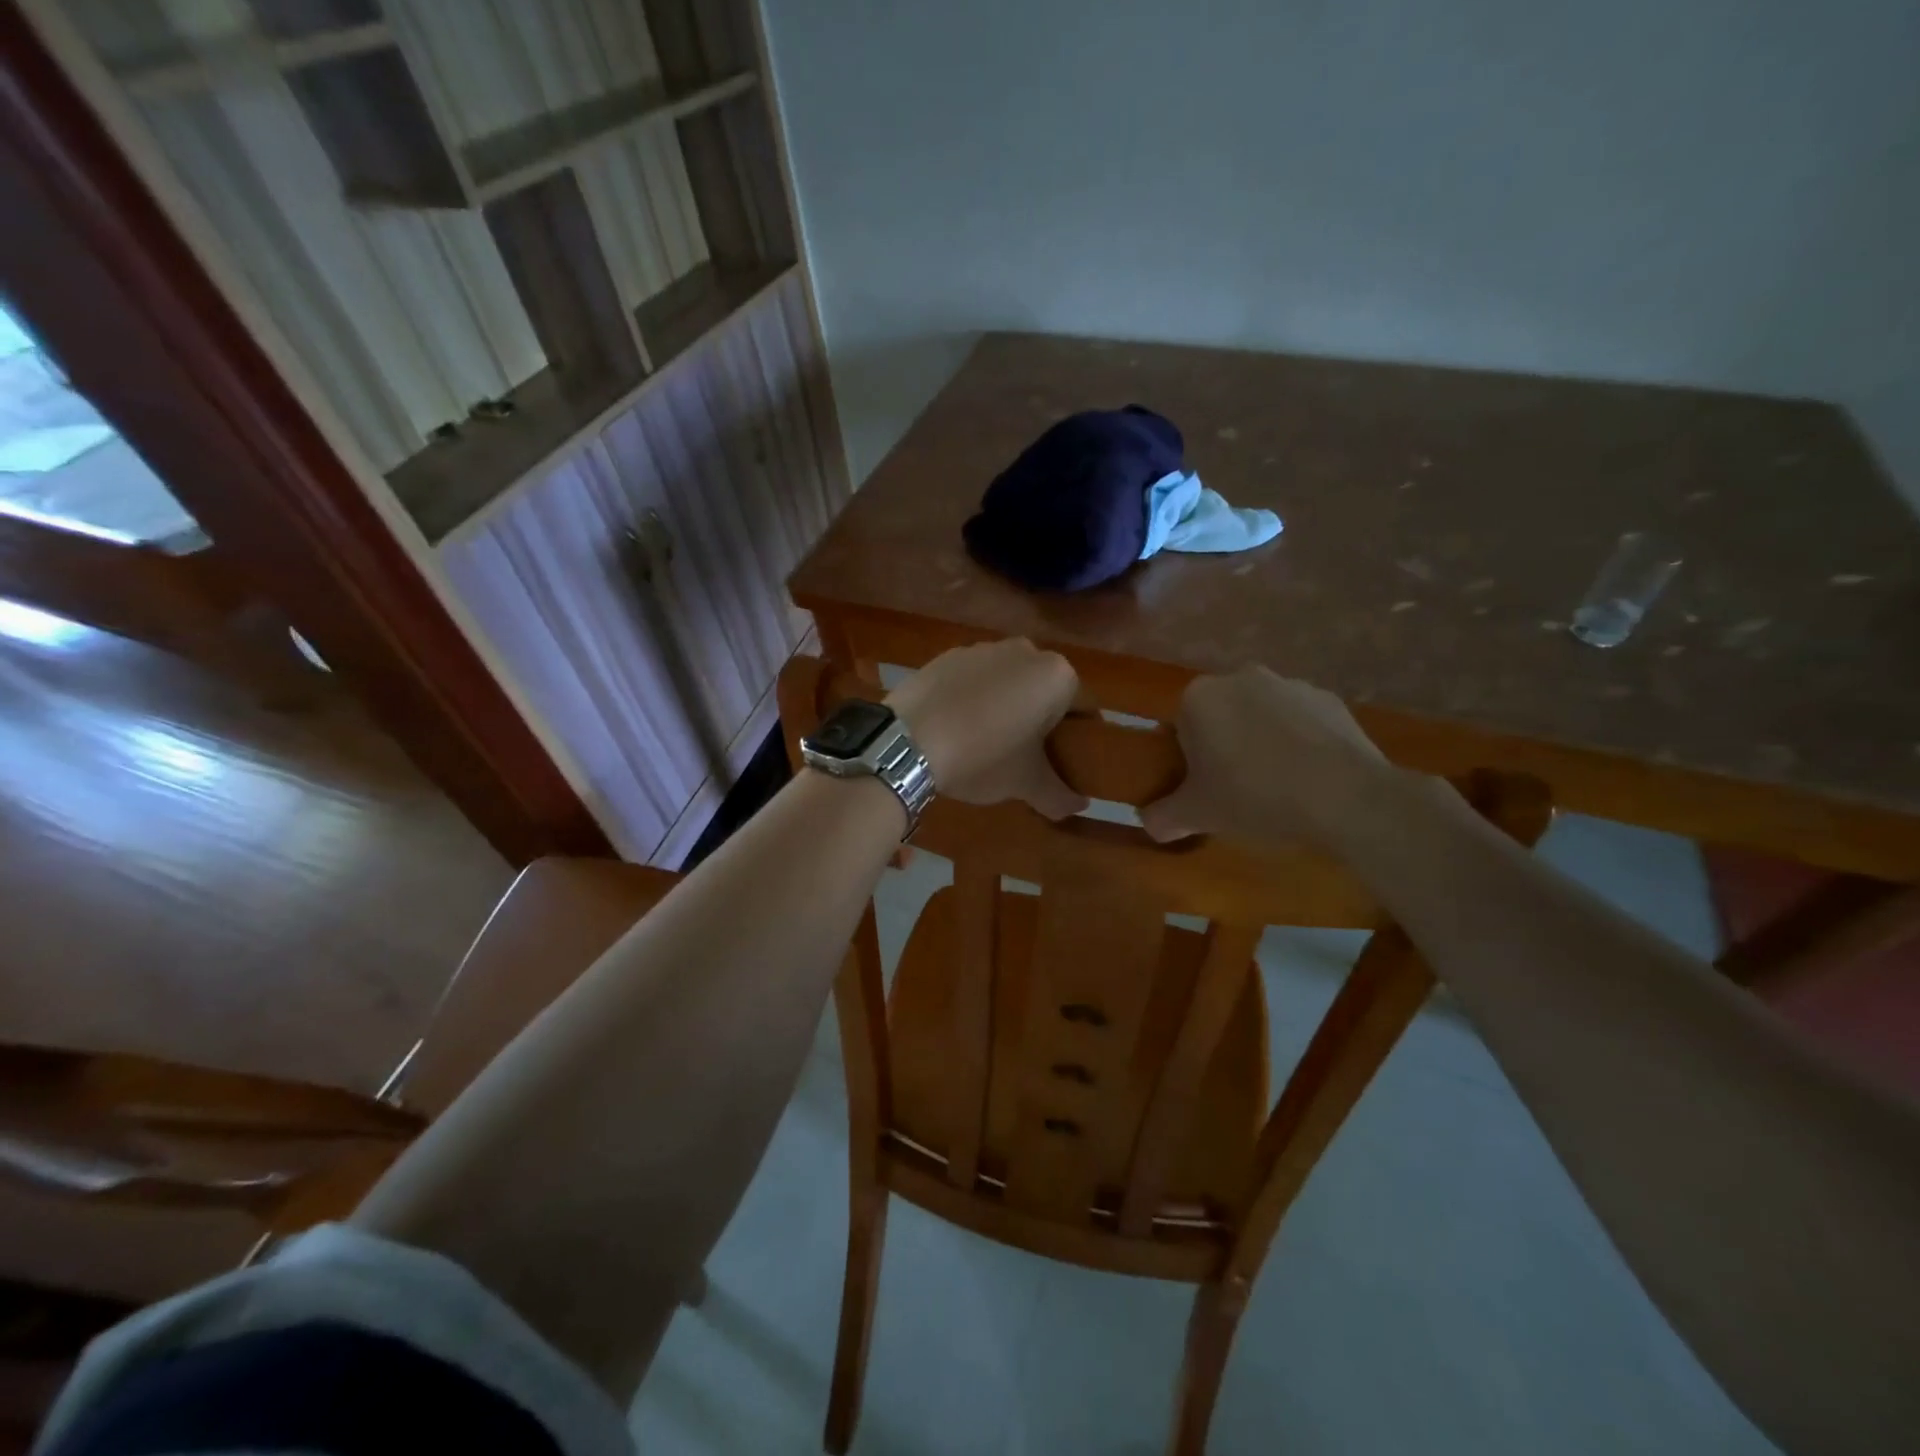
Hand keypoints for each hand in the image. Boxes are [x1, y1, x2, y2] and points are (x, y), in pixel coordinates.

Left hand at [888, 640, 1087, 819]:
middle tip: (1027, 756)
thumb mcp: (1026, 783)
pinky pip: (974, 680)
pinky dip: (973, 699)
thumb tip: (1078, 806)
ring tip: (987, 742)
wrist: (908, 740)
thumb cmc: (983, 756)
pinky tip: (957, 727)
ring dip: (1006, 706)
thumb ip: (1059, 795)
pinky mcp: (947, 655)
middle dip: (1041, 720)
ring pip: (1008, 682)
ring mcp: (983, 648)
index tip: (1066, 762)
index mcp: (1057, 676)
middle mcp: (1026, 651)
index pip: (1084, 709)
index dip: (1079, 739)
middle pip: (1044, 691)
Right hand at [1141, 666, 1384, 846]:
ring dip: (1263, 742)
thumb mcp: (1196, 815)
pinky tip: (1311, 778)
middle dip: (1225, 745)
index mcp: (1199, 697)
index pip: (1180, 726)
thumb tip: (1149, 823)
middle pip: (1222, 715)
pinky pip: (1303, 722)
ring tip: (1278, 787)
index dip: (1188, 759)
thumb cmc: (1253, 796)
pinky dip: (1302, 743)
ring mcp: (1290, 684)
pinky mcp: (1330, 699)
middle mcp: (1241, 677)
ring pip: (1263, 716)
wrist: (1342, 797)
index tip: (1203, 787)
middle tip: (1236, 790)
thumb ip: (1163, 817)